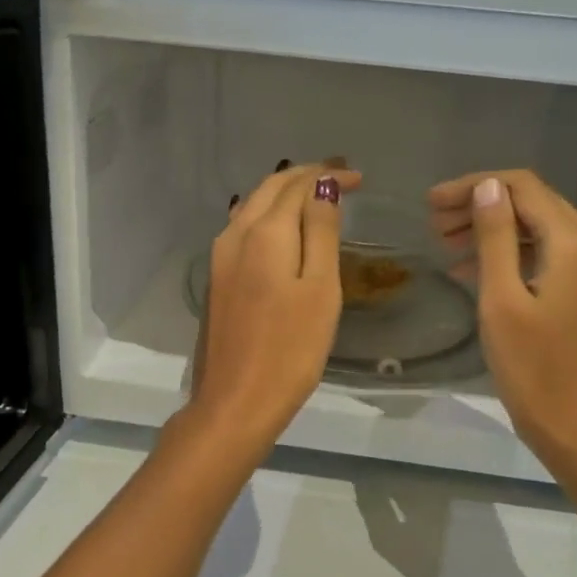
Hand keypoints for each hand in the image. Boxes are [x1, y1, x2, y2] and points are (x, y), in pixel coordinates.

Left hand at [184, 162, 362, 454]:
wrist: (235, 401)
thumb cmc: (290, 348)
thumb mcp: (320, 288)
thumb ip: (321, 232)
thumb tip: (323, 187)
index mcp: (264, 232)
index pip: (297, 185)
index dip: (329, 175)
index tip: (359, 178)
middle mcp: (235, 235)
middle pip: (270, 189)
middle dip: (305, 177)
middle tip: (341, 176)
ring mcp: (220, 258)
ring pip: (253, 207)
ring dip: (284, 194)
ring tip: (316, 196)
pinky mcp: (217, 279)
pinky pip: (244, 228)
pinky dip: (269, 216)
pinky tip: (284, 228)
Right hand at [428, 169, 576, 463]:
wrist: (572, 423)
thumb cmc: (531, 366)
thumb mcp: (502, 298)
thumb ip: (495, 237)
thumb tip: (486, 187)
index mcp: (576, 244)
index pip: (524, 188)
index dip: (476, 186)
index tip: (433, 202)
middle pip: (534, 204)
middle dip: (482, 205)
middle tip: (434, 223)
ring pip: (539, 228)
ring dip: (494, 229)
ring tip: (445, 243)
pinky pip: (547, 254)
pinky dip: (511, 253)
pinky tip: (471, 267)